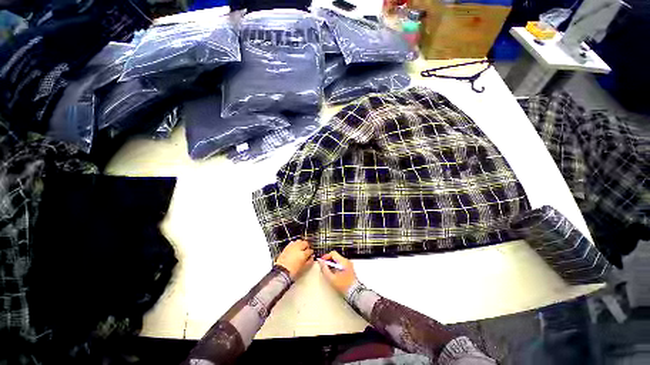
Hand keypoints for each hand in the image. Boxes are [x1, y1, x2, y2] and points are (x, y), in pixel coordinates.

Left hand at [275, 240, 313, 279]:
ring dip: (301, 243)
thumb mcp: (303, 268)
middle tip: (307, 249)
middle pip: (305, 243)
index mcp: (303, 254)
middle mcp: (298, 248)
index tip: (311, 253)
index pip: (310, 251)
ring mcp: (292, 247)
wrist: (281, 271)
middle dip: (307, 245)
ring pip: (299, 241)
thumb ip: (309, 262)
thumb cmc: (291, 271)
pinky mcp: (287, 247)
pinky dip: (295, 243)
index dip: (311, 252)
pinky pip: (292, 242)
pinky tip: (295, 247)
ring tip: (301, 247)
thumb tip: (312, 258)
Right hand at [318, 251, 355, 295]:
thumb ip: (325, 269)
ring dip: (332, 264)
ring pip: (338, 260)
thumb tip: (321, 262)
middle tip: (324, 267)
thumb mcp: (331, 278)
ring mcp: (349, 264)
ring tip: (329, 272)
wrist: (354, 292)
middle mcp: (346, 261)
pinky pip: (341, 264)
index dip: (326, 256)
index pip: (333, 253)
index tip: (322, 261)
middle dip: (329, 261)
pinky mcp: (349, 268)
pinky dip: (336, 267)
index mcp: (343, 261)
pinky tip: (334, 274)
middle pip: (335, 256)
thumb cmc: (344, 286)